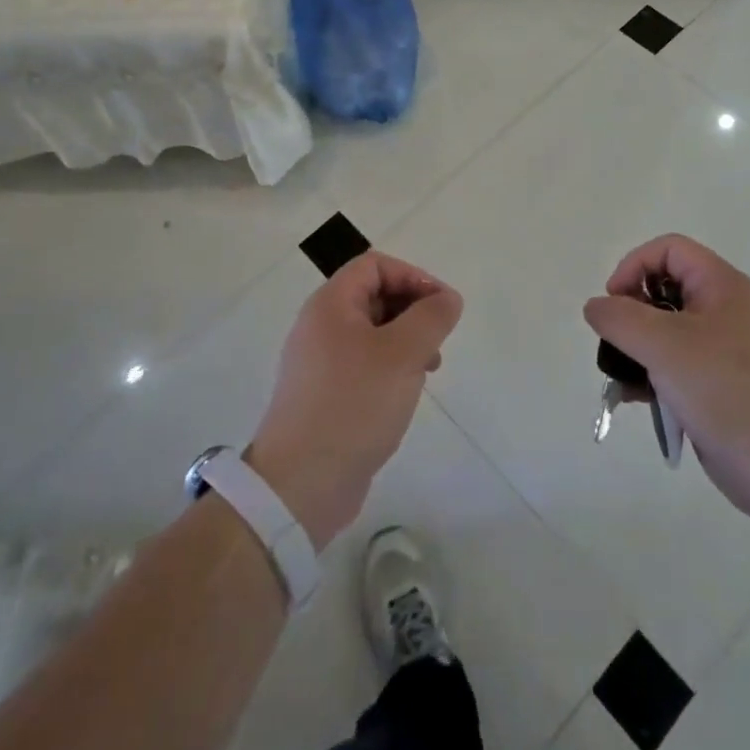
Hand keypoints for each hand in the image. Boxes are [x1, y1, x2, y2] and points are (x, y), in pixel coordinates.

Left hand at [248, 253, 461, 550]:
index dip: (413, 276)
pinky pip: (364, 364)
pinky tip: (405, 394)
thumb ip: (431, 318)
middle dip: (412, 310)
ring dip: (406, 341)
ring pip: (373, 332)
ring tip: (428, 369)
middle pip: (374, 295)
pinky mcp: (325, 394)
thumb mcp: (402, 354)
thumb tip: (448, 298)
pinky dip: (390, 368)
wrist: (301, 484)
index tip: (441, 306)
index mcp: (330, 304)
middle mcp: (320, 325)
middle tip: (438, 340)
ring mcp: (320, 362)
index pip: (375, 265)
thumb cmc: (354, 405)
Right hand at [584, 234, 749, 522]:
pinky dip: (653, 376)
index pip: (668, 250)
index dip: (634, 266)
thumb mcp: (664, 345)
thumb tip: (596, 307)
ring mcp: (725, 351)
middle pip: (665, 289)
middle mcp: (725, 310)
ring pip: (667, 332)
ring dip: (638, 349)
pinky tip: (637, 400)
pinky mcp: (720, 386)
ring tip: (621, 377)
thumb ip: (620, 318)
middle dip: (632, 312)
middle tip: (617, 342)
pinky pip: (677, 367)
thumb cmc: (727, 391)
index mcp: (721, 286)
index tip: (615, 303)